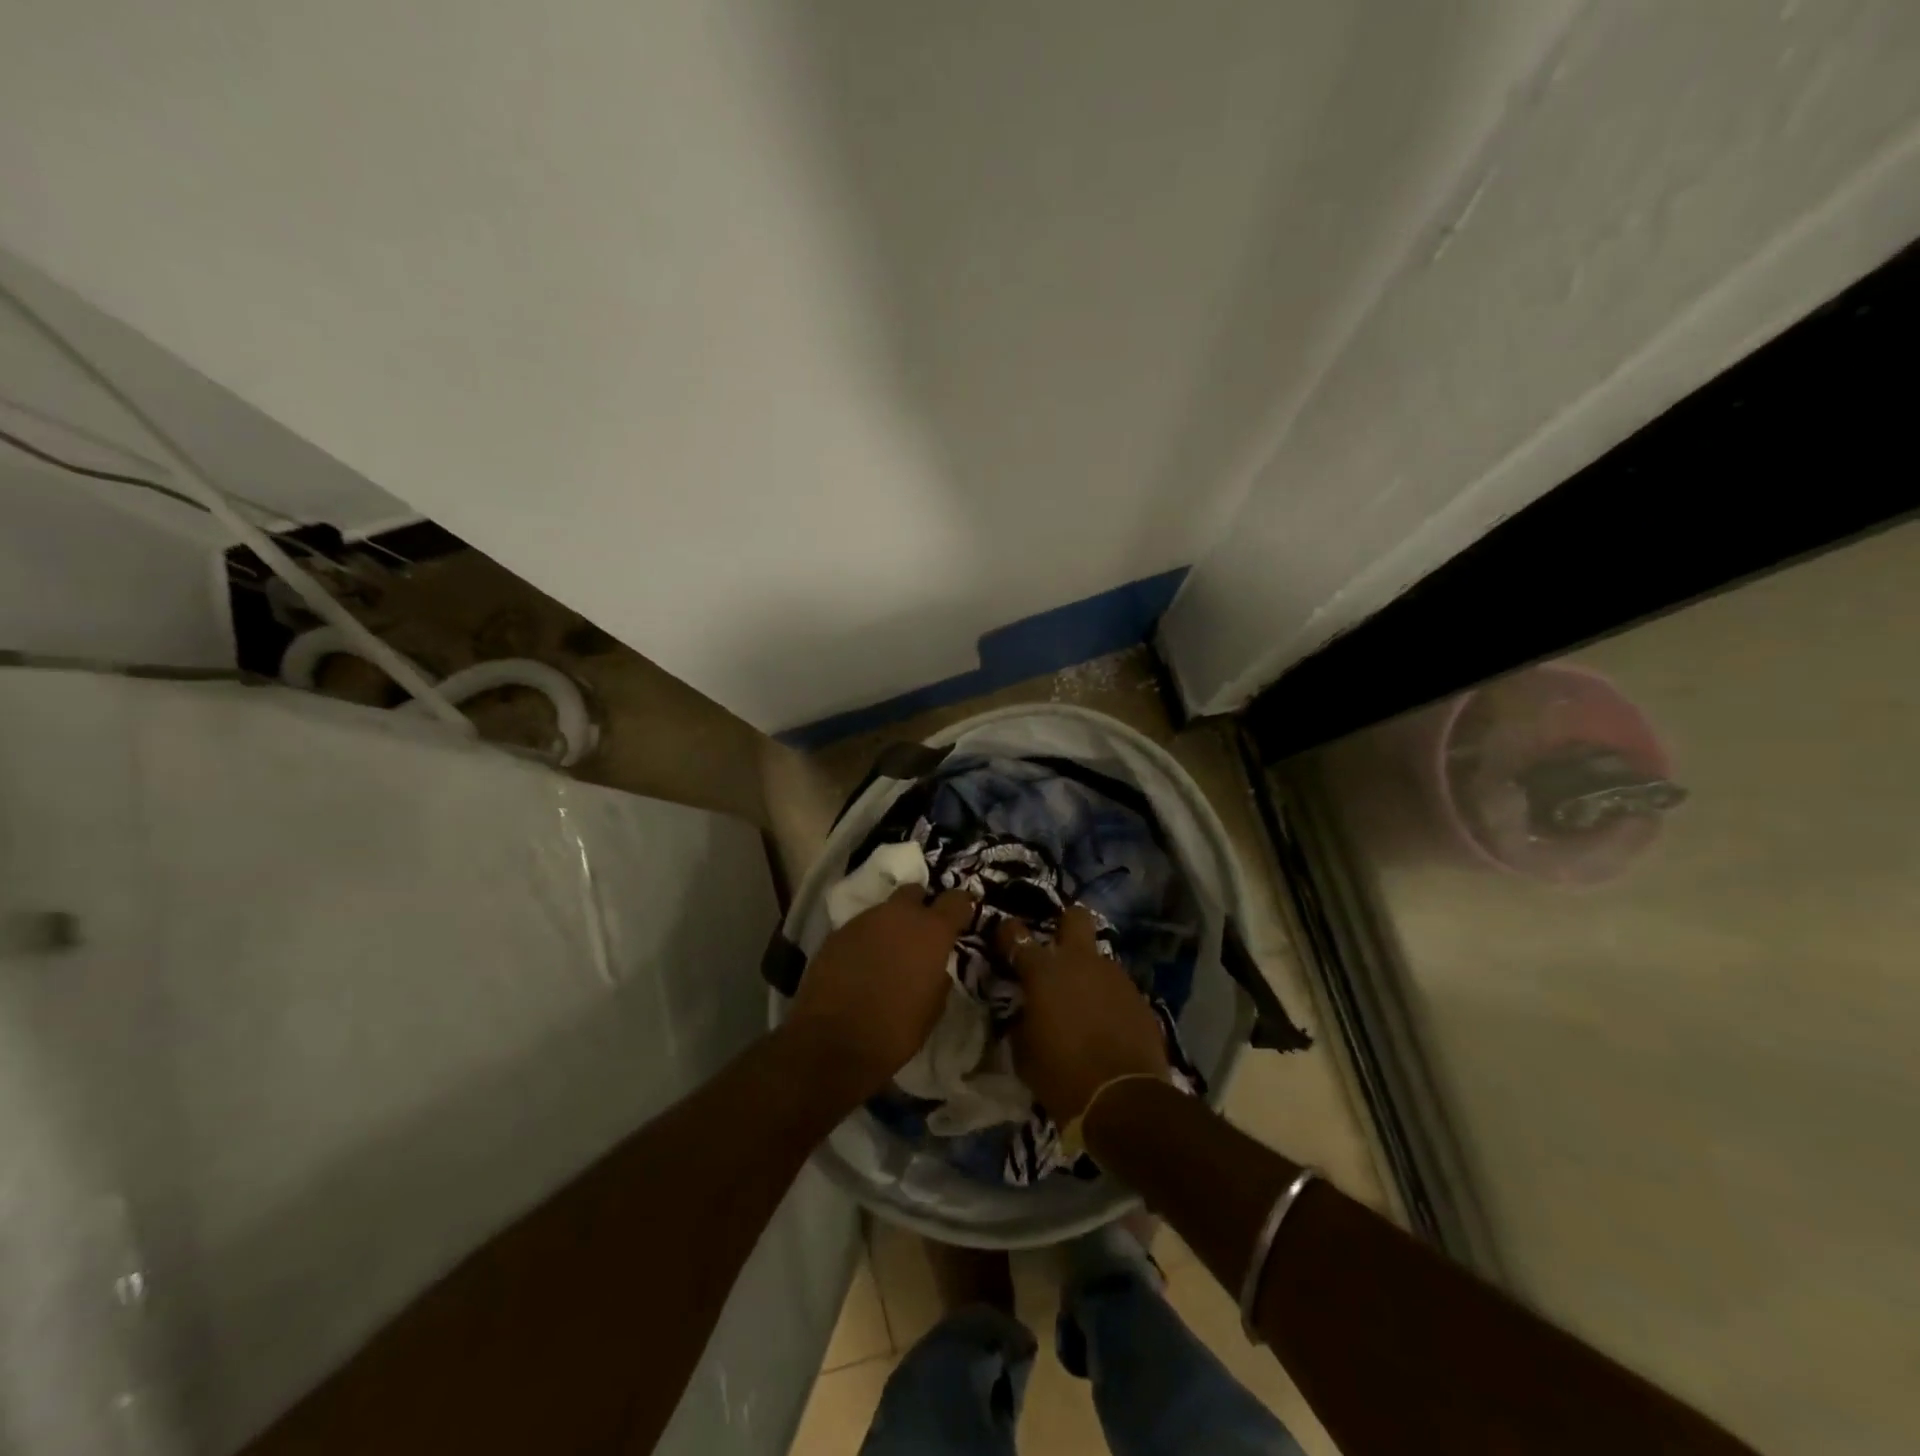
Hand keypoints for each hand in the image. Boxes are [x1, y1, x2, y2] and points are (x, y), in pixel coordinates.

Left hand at [786, 885, 976, 1099]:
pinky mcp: (836, 933)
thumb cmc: (895, 1030)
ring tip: (888, 953)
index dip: (960, 908)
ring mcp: (864, 920)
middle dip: (920, 906)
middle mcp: (898, 915)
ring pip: (884, 910)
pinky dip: (866, 940)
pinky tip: (861, 964)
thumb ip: (938, 977)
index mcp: (931, 931)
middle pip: (915, 892)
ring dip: (890, 925)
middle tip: (920, 933)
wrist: (832, 1042)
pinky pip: (860, 928)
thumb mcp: (933, 1008)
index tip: (960, 920)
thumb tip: (934, 968)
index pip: (956, 900)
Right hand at [996, 904, 1169, 1120]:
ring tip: (1084, 1001)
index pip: (1017, 937)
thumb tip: (1025, 1012)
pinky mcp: (1140, 997)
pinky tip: (1107, 1022)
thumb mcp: (1024, 1052)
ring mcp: (1115, 976)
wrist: (1123, 1100)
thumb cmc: (1062, 1075)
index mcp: (1044, 972)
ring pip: (1099, 958)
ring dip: (1089, 972)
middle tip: (1058, 947)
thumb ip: (1022, 1021)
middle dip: (1066, 925)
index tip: (1005, 936)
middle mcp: (1080, 962)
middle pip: (1075, 918)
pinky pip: (1117, 988)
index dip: (1008, 933)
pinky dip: (1109, 999)